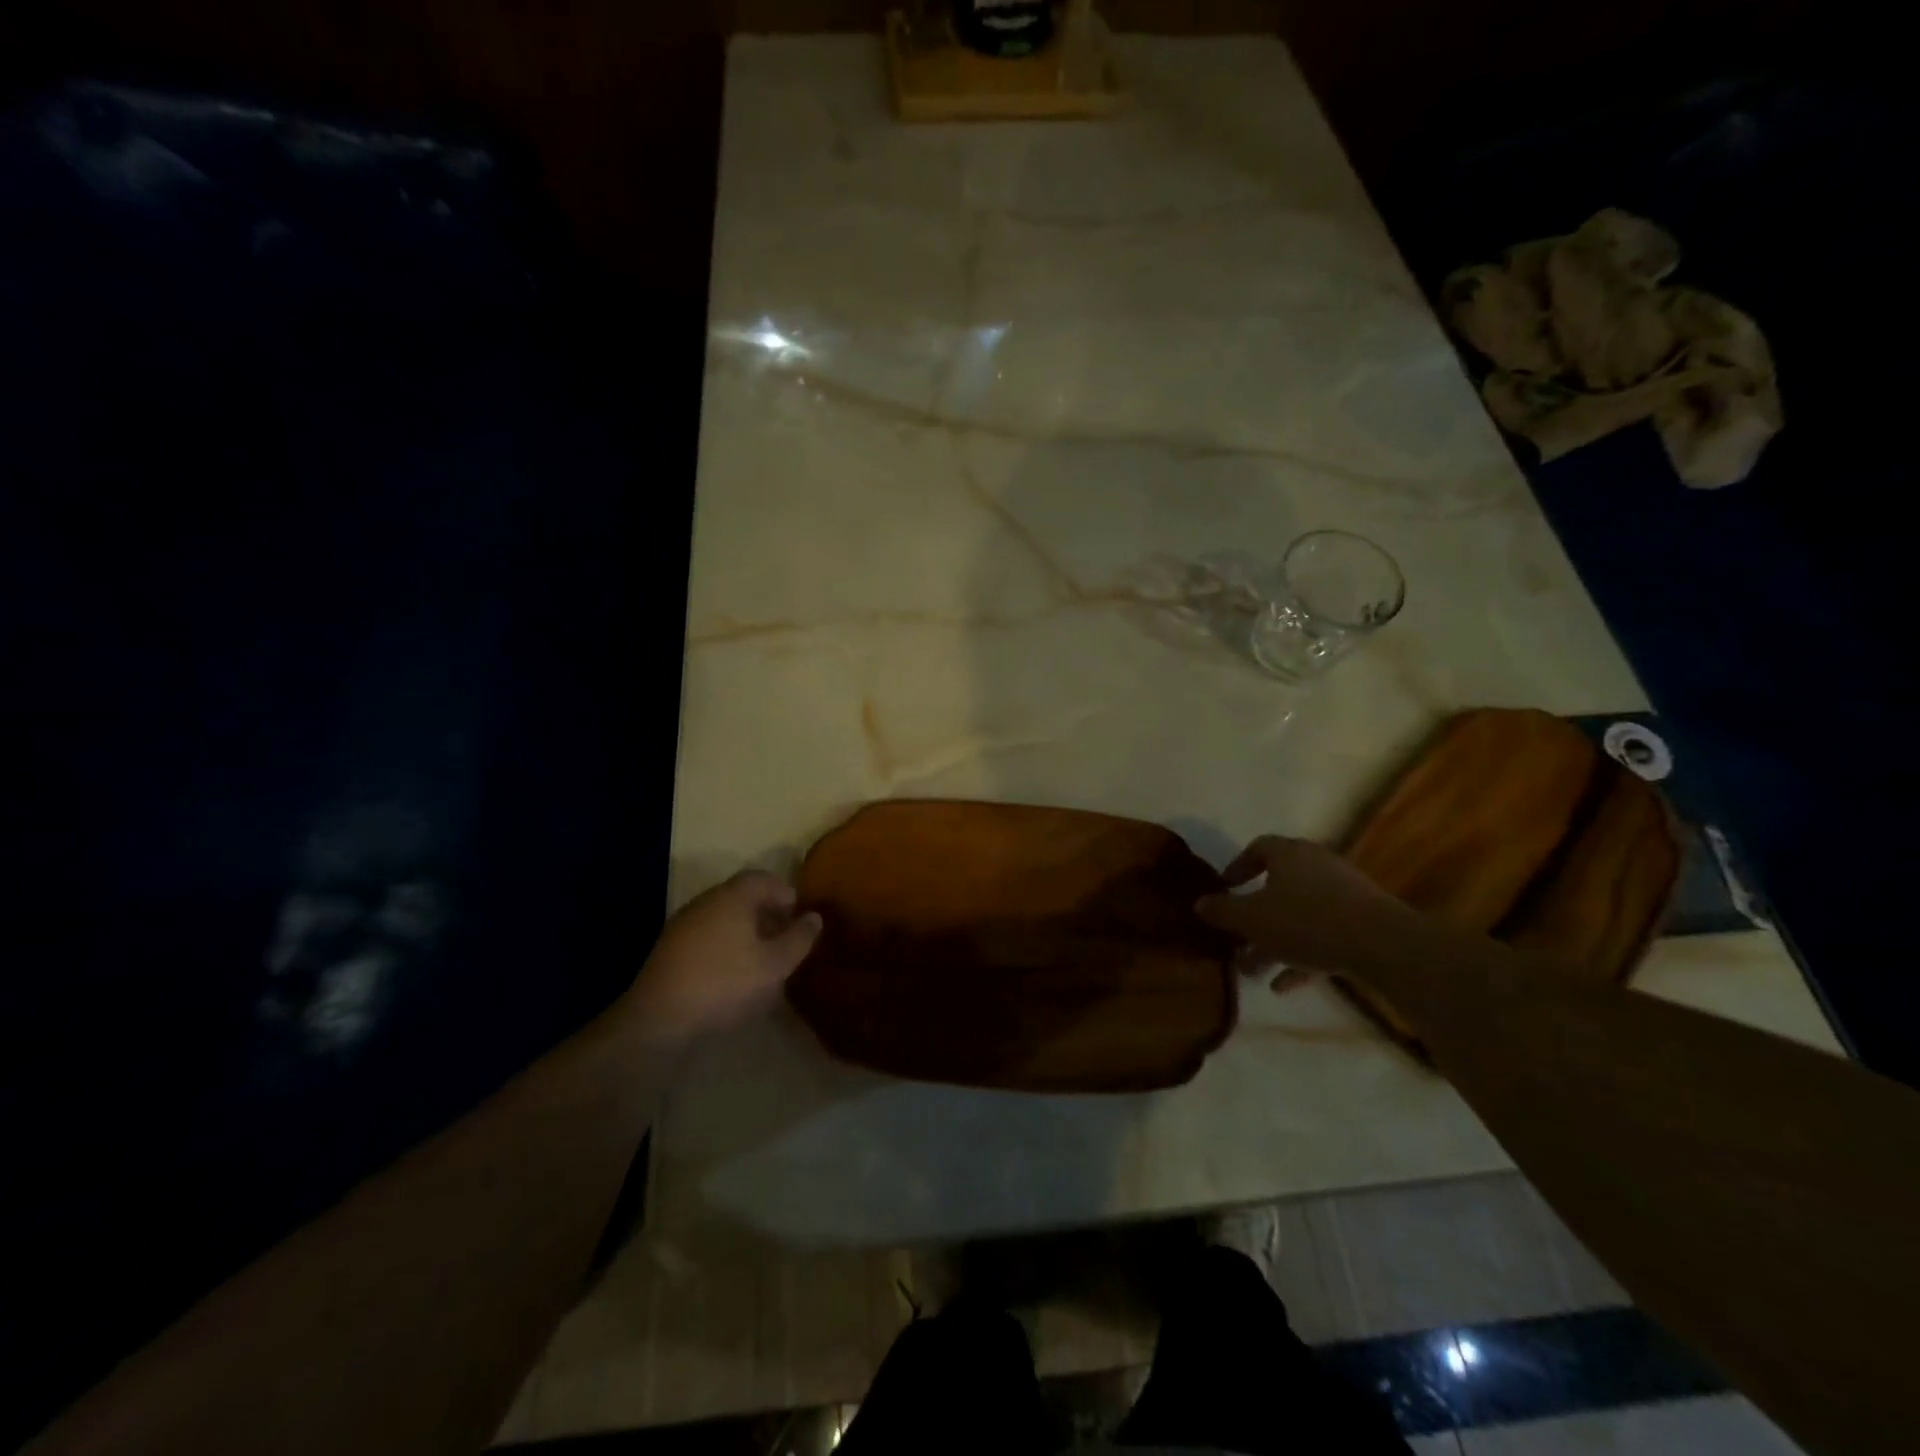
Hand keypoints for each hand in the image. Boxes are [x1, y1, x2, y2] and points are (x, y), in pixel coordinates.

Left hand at [623, 870, 822, 1042]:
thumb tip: (814, 916)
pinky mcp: (669, 950)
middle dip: (766, 912)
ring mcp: (683, 924)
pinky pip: (706, 935)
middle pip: (742, 896)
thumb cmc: (726, 983)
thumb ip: (799, 938)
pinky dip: (725, 945)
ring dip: (745, 930)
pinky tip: (732, 972)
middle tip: (785, 937)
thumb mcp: (775, 965)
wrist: (659, 1019)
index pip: (763, 878)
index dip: (785, 892)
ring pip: (723, 916)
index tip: (799, 916)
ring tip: (762, 958)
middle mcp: (706, 901)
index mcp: (733, 897)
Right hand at [1195, 836, 1429, 986]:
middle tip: (1235, 939)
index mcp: (1289, 854)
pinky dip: (1303, 956)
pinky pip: (1324, 936)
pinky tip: (1285, 987)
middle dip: (1254, 916)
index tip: (1225, 889)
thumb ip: (1222, 911)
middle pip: (1278, 887)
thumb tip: (1199, 903)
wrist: (1384, 946)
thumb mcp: (1252, 919)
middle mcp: (1317, 866)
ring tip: (1253, 972)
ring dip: (1275, 941)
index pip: (1258, 849)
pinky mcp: (1364, 922)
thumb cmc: (1306, 922)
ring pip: (1300, 915)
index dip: (1238, 867)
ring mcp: (1344, 894)